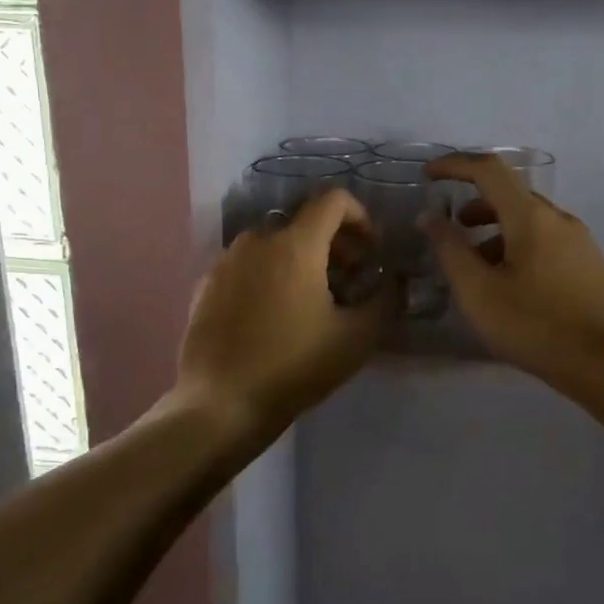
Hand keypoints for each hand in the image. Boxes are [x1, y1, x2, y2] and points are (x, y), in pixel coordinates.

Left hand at [178, 188, 397, 436]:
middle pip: (305, 222)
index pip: (333, 200)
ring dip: (303, 260)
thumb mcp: (356, 338)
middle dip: (336, 244)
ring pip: (275, 244)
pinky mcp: (207, 284)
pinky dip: (271, 275)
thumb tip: (396, 280)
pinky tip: (276, 316)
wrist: (219, 403)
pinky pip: (249, 265)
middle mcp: (257, 240)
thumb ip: (386, 299)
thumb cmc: (294, 366)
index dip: (362, 217)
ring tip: (314, 301)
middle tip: (351, 281)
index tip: (371, 252)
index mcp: (295, 244)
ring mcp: (226, 261)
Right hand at [424, 154, 603, 384]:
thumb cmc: (535, 325)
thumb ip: (451, 250)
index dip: (455, 165)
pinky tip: (507, 283)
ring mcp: (578, 241)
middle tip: (449, 230)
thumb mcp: (479, 292)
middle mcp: (558, 218)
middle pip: (510, 194)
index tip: (428, 175)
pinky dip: (516, 246)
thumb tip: (430, 217)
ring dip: (494, 230)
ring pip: (528, 220)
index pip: (489, 170)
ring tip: (474, 265)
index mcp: (531, 217)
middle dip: (474, 204)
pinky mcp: (587, 264)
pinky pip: (544, 240)